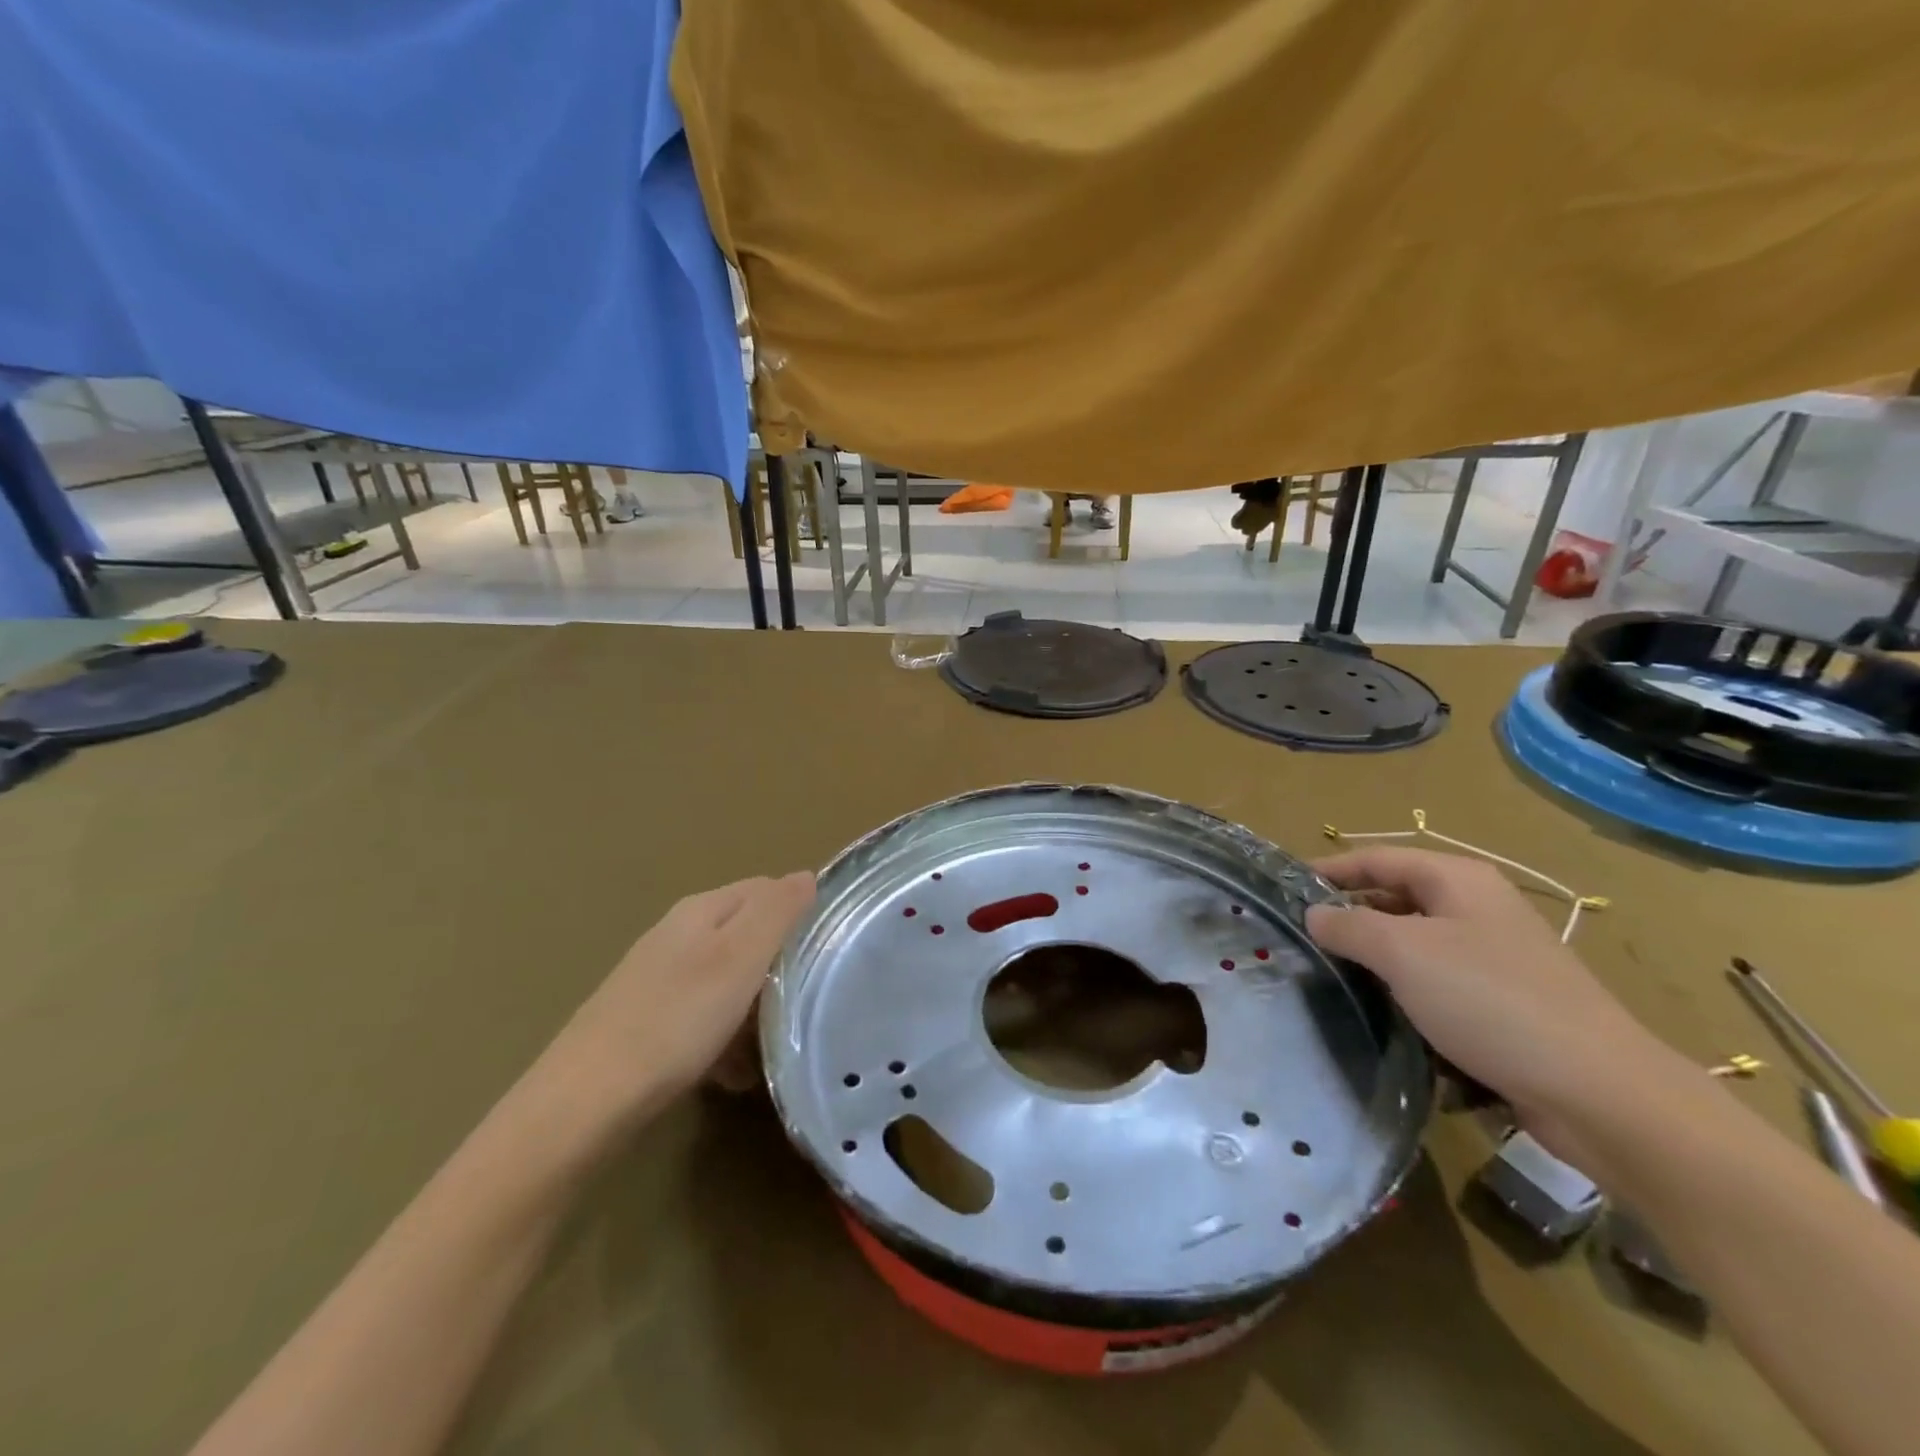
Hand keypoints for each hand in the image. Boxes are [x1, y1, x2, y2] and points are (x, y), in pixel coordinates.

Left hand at [523, 873, 815, 1143]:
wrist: (586, 1100)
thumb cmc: (676, 1019)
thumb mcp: (740, 957)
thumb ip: (777, 911)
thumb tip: (806, 875)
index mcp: (702, 910)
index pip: (766, 888)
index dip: (801, 911)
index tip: (830, 948)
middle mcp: (678, 934)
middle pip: (747, 935)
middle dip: (780, 964)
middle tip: (808, 999)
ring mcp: (659, 978)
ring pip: (728, 980)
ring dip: (755, 1006)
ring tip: (776, 1043)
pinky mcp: (647, 1020)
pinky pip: (703, 1017)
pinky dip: (725, 1037)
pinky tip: (734, 1072)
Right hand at [1303, 848, 1679, 1146]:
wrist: (1600, 1093)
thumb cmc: (1491, 1002)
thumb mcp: (1403, 953)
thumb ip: (1349, 926)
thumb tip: (1314, 914)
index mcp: (1458, 881)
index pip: (1377, 858)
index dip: (1329, 870)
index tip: (1285, 890)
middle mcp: (1477, 908)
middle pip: (1395, 898)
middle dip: (1349, 916)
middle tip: (1301, 938)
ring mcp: (1495, 957)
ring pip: (1415, 944)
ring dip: (1374, 958)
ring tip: (1330, 977)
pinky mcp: (1504, 1003)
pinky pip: (1438, 983)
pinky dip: (1406, 991)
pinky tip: (1382, 1014)